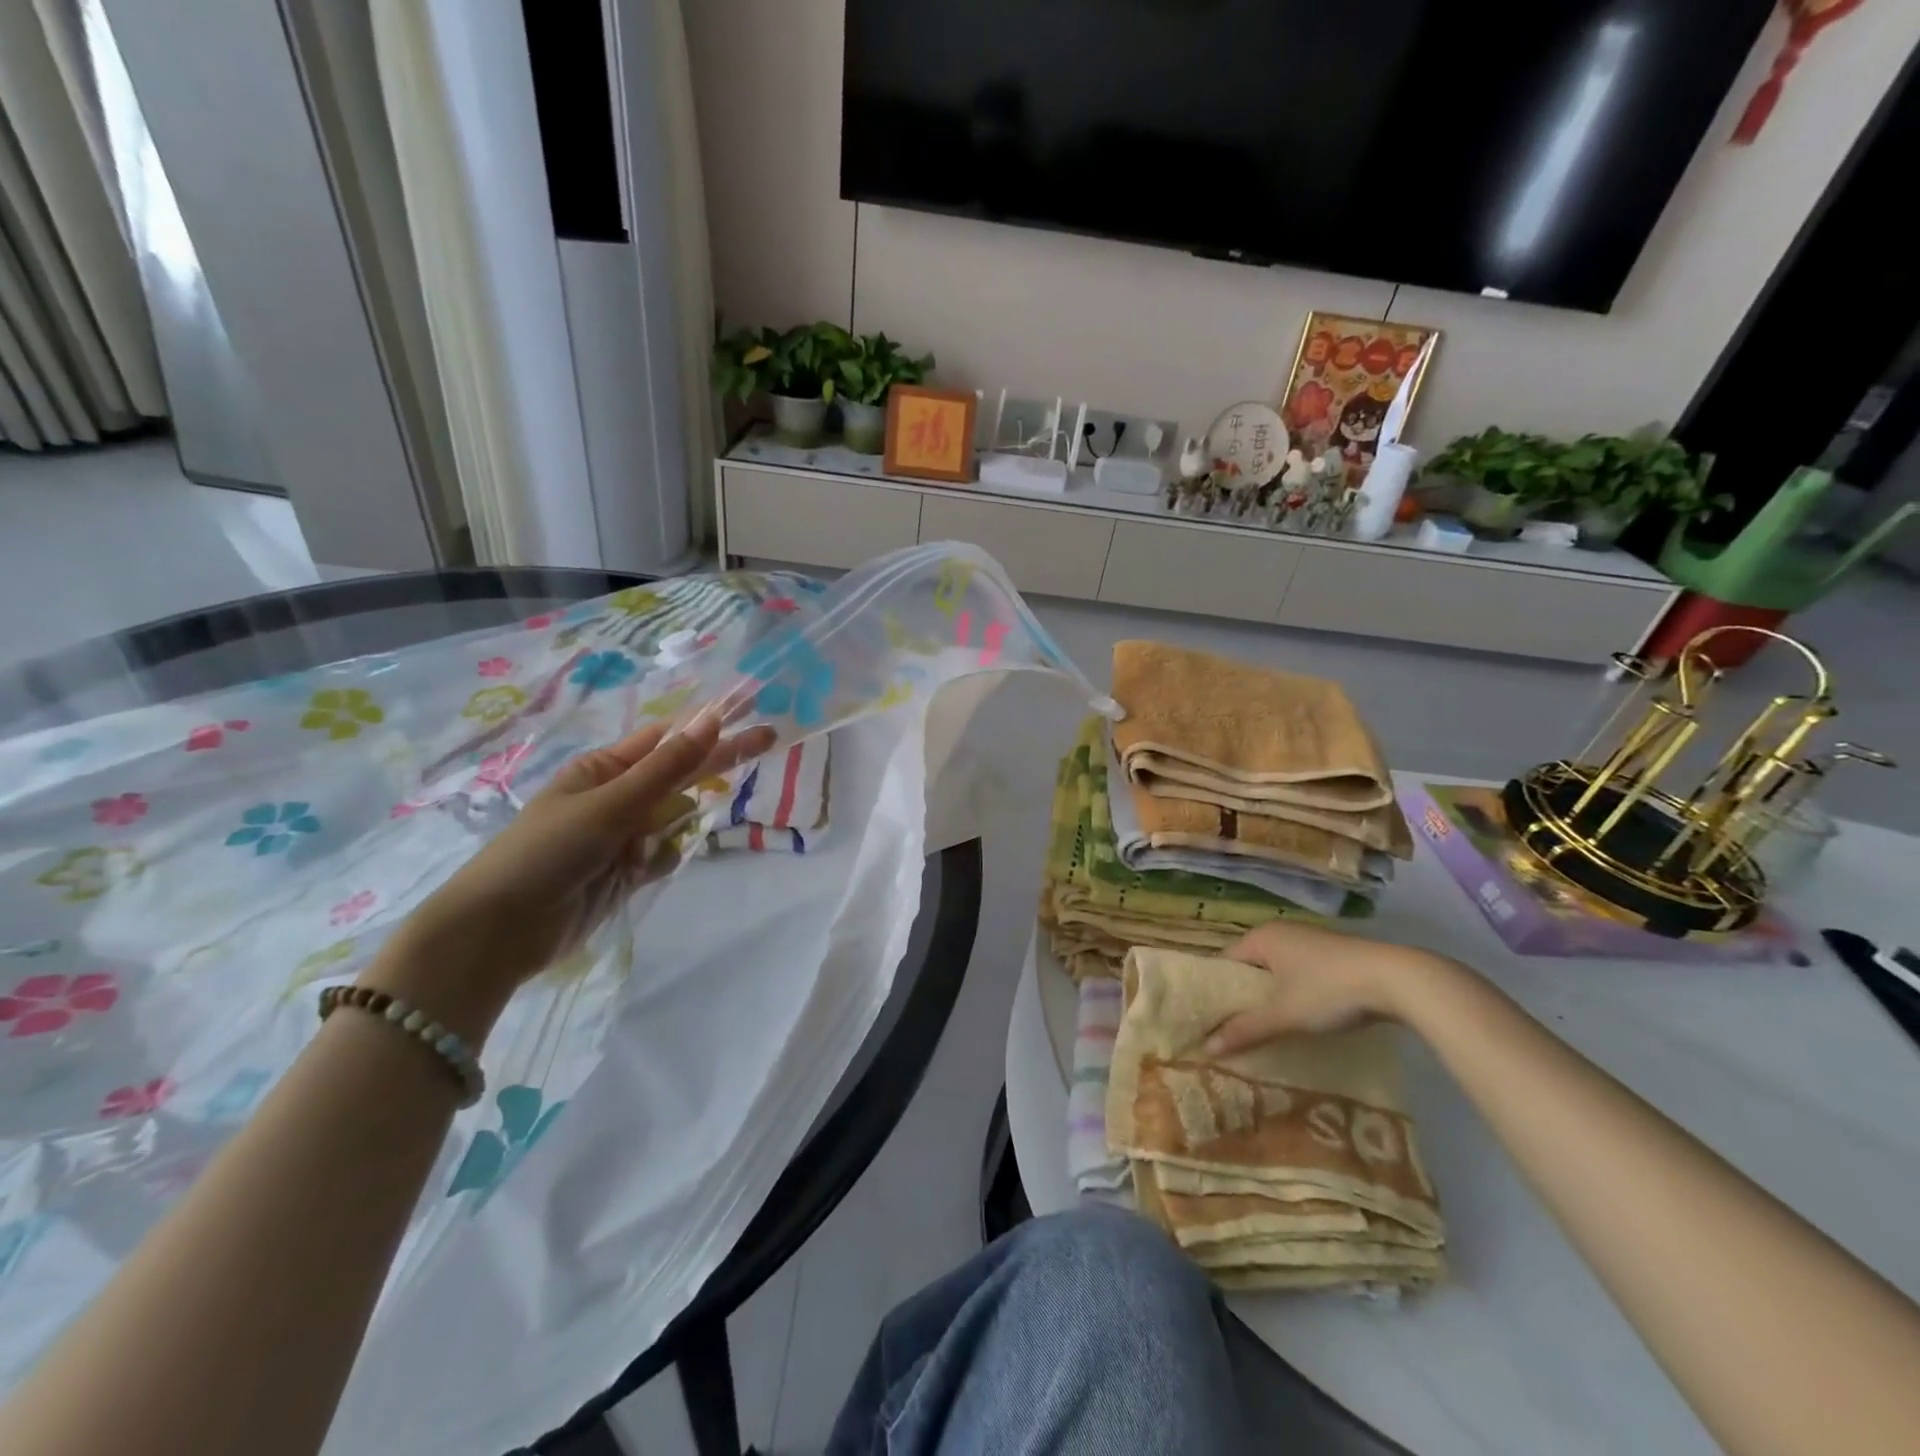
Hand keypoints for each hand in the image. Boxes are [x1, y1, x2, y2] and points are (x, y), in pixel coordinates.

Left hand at [364, 712, 775, 1038]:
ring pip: (675, 817)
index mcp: (604, 768)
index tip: (749, 710)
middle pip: (680, 773)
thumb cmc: (548, 851)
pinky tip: (642, 871)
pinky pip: (664, 854)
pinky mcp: (627, 872)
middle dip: (719, 758)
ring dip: (680, 822)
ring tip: (656, 837)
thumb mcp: (611, 803)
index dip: (709, 724)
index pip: (668, 739)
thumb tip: (713, 719)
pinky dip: (663, 859)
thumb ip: (668, 767)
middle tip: (771, 737)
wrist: (501, 931)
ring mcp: (623, 835)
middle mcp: (617, 796)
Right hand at [1205, 920, 1451, 1055]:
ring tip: (1268, 1029)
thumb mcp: (1284, 1014)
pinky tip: (1303, 1018)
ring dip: (1273, 997)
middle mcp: (1281, 932)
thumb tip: (1206, 1048)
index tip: (1212, 1021)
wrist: (1397, 980)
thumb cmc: (1328, 990)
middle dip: (1245, 997)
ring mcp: (1310, 941)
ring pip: (1278, 972)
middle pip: (1251, 967)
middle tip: (1237, 1030)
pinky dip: (1296, 993)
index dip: (1217, 991)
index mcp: (1261, 937)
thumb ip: (1245, 1030)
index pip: (1224, 962)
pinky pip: (1301, 974)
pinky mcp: (1334, 955)